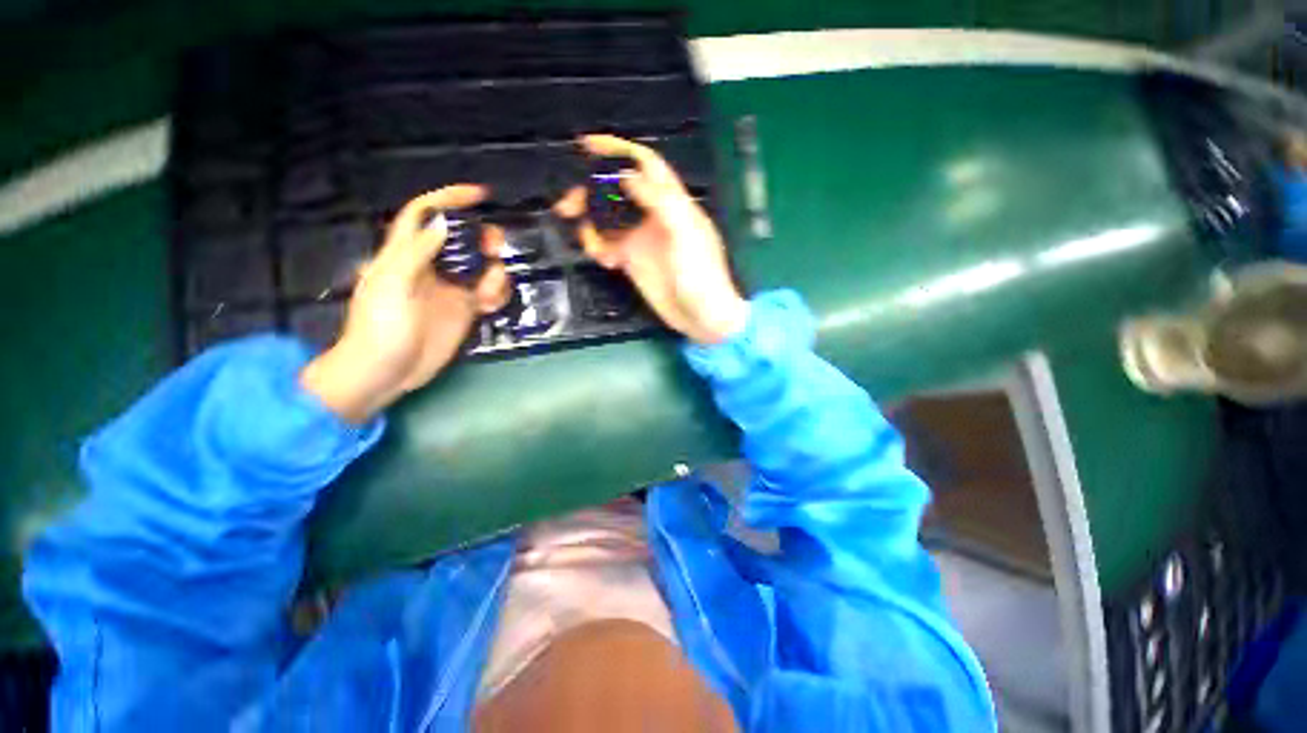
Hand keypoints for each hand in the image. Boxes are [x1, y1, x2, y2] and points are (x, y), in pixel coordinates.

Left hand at [301, 186, 509, 422]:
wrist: (387, 372)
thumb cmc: (381, 328)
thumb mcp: (393, 286)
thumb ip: (416, 253)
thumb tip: (444, 222)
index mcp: (405, 255)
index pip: (424, 216)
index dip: (447, 200)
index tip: (478, 196)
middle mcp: (431, 267)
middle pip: (461, 240)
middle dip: (481, 238)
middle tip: (495, 248)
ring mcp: (450, 289)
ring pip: (481, 267)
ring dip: (494, 273)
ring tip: (490, 292)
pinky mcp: (465, 310)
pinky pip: (488, 293)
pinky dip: (496, 294)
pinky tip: (492, 305)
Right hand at [556, 135, 747, 345]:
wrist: (703, 318)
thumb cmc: (702, 276)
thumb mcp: (686, 235)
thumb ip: (661, 202)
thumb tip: (627, 174)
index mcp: (672, 203)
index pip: (644, 166)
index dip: (618, 151)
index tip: (586, 146)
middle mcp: (654, 216)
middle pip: (617, 191)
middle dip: (591, 192)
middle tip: (567, 205)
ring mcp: (642, 239)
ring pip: (608, 219)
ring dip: (591, 224)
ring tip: (587, 242)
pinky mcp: (633, 261)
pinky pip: (608, 246)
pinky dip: (599, 248)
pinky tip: (604, 261)